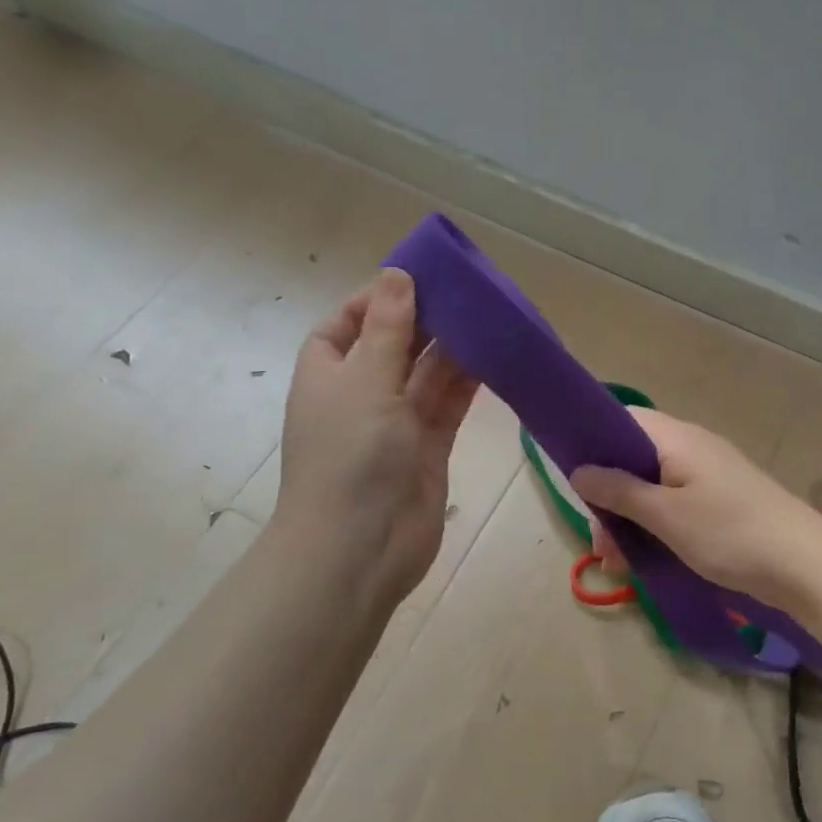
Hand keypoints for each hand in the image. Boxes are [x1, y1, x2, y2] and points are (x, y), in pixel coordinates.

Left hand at [276, 268, 480, 606]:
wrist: (361, 547)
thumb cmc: (351, 455)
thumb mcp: (365, 380)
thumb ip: (388, 328)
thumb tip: (397, 274)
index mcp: (328, 374)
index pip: (346, 324)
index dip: (375, 300)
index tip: (415, 279)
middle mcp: (360, 395)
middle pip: (393, 346)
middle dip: (424, 320)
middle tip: (466, 290)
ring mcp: (396, 424)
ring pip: (426, 374)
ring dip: (452, 348)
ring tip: (487, 315)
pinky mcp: (429, 448)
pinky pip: (449, 404)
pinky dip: (468, 382)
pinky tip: (493, 355)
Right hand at [570, 407, 821, 611]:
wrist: (806, 565)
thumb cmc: (729, 533)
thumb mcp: (666, 515)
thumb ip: (620, 491)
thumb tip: (579, 470)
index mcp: (677, 438)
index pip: (624, 420)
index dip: (594, 441)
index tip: (576, 478)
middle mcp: (692, 448)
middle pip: (634, 460)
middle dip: (610, 499)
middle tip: (601, 544)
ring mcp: (709, 475)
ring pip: (653, 488)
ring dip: (631, 521)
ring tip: (620, 564)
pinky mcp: (721, 502)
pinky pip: (675, 506)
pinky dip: (657, 528)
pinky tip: (647, 561)